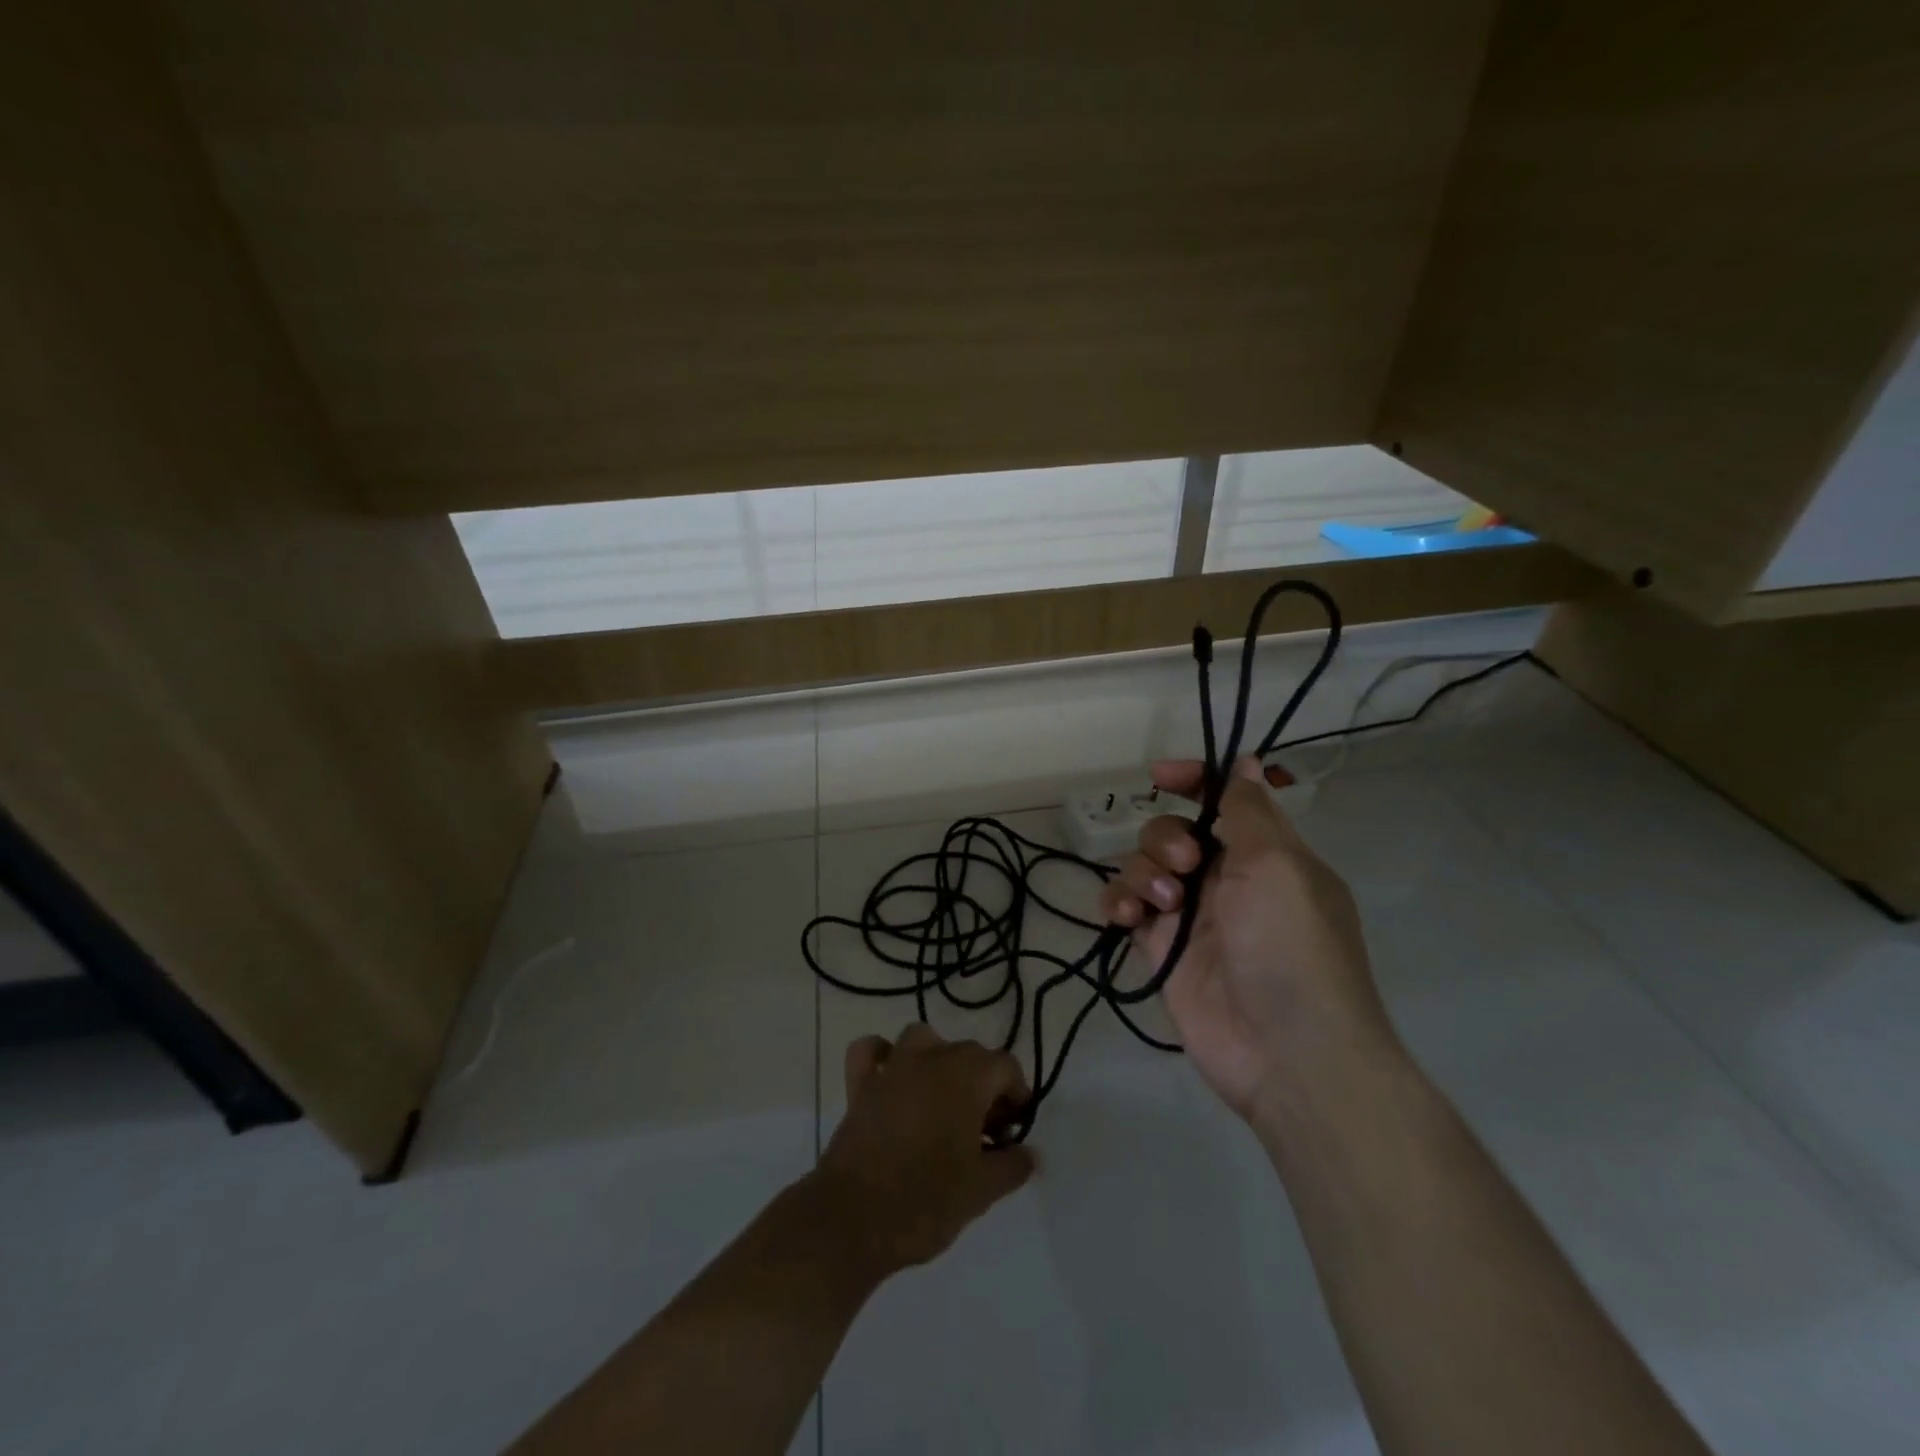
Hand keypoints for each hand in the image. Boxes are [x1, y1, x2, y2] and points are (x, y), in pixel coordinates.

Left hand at [811, 1025, 1034, 1276]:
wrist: (854, 1219)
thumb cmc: (927, 1200)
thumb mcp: (982, 1190)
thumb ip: (1013, 1165)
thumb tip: (1030, 1154)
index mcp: (967, 1076)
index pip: (1005, 1066)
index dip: (1017, 1095)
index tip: (1013, 1133)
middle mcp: (931, 1058)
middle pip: (970, 1053)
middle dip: (984, 1085)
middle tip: (986, 1134)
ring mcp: (893, 1068)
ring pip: (924, 1041)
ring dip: (940, 1061)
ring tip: (944, 1101)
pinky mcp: (860, 1086)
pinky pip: (872, 1053)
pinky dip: (883, 1057)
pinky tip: (892, 1080)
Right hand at [1098, 756, 1394, 1122]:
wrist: (1288, 1054)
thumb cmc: (1291, 947)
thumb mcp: (1279, 865)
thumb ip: (1250, 810)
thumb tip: (1247, 761)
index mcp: (1266, 854)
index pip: (1224, 798)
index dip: (1193, 779)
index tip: (1160, 776)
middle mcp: (1227, 878)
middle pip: (1174, 830)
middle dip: (1166, 838)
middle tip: (1186, 867)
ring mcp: (1192, 916)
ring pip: (1144, 866)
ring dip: (1143, 872)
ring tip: (1163, 906)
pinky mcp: (1162, 949)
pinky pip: (1126, 908)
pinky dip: (1118, 903)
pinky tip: (1125, 918)